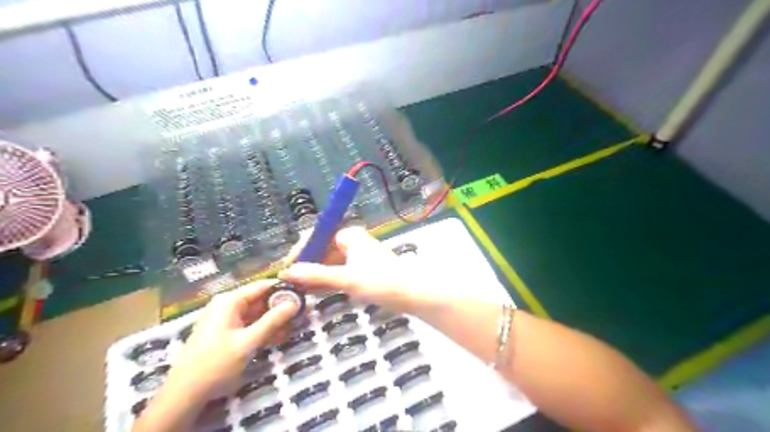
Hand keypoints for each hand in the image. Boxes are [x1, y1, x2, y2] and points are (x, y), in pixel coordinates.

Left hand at [166, 279, 296, 397]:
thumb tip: (295, 302)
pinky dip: (263, 329)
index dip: (283, 288)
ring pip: (256, 313)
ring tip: (293, 327)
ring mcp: (225, 319)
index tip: (303, 295)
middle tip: (301, 314)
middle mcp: (227, 305)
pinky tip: (277, 337)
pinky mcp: (225, 331)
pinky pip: (249, 324)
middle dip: (280, 307)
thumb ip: (273, 320)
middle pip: (260, 299)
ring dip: (274, 321)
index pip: (262, 285)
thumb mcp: (248, 341)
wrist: (184, 394)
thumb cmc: (216, 364)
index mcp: (229, 301)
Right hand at [278, 227, 435, 313]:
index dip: (300, 250)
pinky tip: (315, 292)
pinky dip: (327, 281)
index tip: (287, 268)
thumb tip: (288, 272)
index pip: (317, 235)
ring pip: (329, 263)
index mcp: (349, 235)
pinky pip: (338, 273)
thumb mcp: (347, 278)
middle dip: (306, 265)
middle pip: (322, 249)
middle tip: (290, 283)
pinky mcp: (362, 271)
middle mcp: (352, 242)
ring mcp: (357, 257)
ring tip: (299, 290)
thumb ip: (317, 275)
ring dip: (315, 275)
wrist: (414, 294)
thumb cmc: (382, 281)